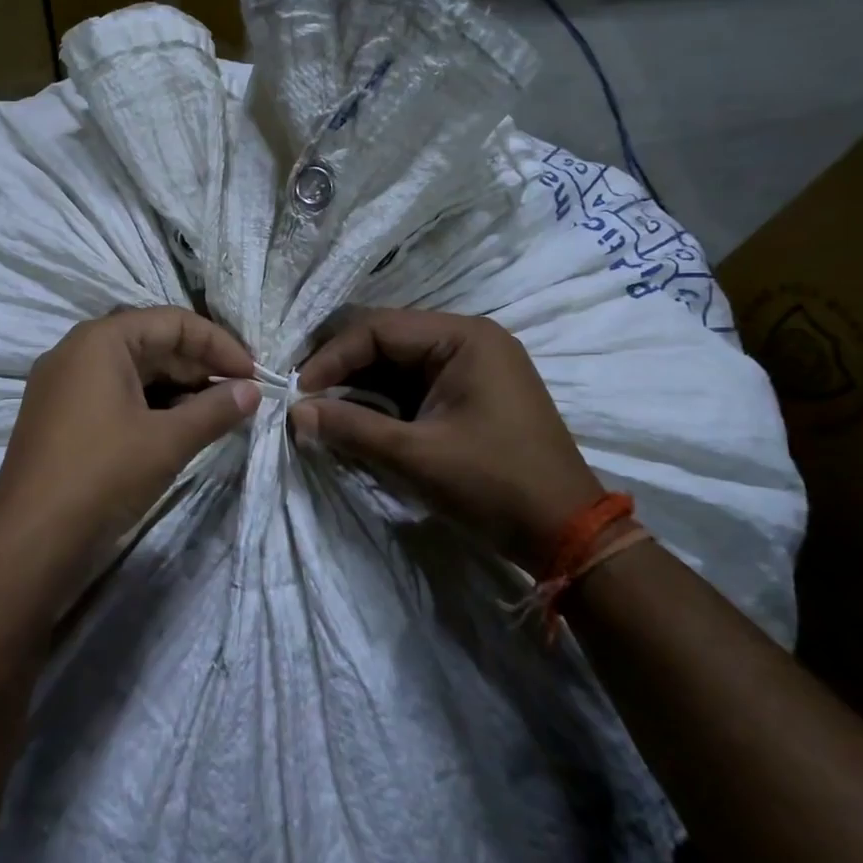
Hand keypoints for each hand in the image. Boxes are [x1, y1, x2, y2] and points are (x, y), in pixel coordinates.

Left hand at [0, 307, 259, 615]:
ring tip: (215, 415)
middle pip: (151, 343)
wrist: (29, 543)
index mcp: (100, 341)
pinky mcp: (59, 418)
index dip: (218, 344)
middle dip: (199, 367)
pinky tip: (176, 431)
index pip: (172, 322)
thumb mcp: (167, 441)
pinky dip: (149, 407)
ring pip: (132, 372)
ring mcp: (63, 386)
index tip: (253, 374)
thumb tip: (252, 390)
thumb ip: (215, 410)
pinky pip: (113, 396)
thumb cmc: (102, 476)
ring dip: (177, 389)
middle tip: (239, 396)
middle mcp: (76, 352)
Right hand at [289, 309, 601, 569]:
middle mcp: (468, 339)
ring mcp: (471, 366)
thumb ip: (351, 428)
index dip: (331, 357)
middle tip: (304, 398)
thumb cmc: (494, 484)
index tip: (298, 392)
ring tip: (321, 411)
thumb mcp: (415, 456)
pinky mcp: (469, 394)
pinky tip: (355, 420)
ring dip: (358, 386)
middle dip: (341, 368)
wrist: (566, 533)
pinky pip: (412, 385)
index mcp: (463, 337)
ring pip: (396, 363)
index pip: (377, 328)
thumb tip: (295, 413)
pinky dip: (381, 402)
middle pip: (385, 339)